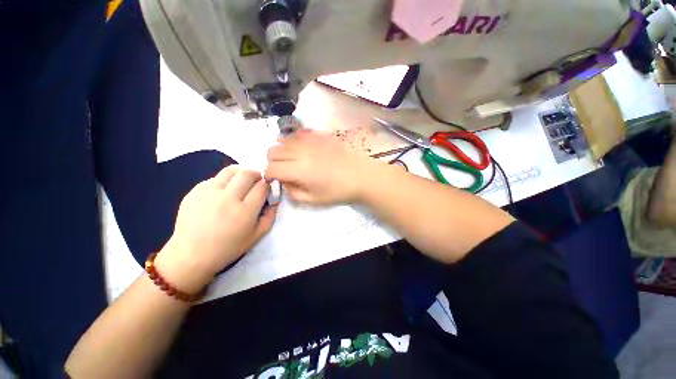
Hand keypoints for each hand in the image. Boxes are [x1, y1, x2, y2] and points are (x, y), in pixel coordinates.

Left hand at [155, 165, 276, 292]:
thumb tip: (274, 200)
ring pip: (230, 170)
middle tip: (256, 182)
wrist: (191, 255)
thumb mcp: (257, 236)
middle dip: (257, 175)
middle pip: (248, 173)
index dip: (267, 186)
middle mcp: (228, 198)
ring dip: (240, 173)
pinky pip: (215, 178)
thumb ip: (270, 216)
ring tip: (240, 182)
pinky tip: (222, 193)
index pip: (262, 186)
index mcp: (245, 211)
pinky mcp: (195, 191)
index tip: (266, 190)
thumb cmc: (228, 248)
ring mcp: (209, 192)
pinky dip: (224, 181)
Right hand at [265, 129, 379, 204]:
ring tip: (292, 159)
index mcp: (299, 170)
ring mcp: (310, 140)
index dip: (269, 175)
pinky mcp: (319, 135)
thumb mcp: (314, 200)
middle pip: (272, 151)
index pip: (271, 168)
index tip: (276, 180)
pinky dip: (294, 141)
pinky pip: (298, 133)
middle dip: (273, 162)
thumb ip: (293, 193)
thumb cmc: (339, 191)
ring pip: (283, 139)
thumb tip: (284, 182)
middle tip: (284, 170)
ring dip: (282, 150)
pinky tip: (302, 149)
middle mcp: (301, 151)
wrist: (361, 176)